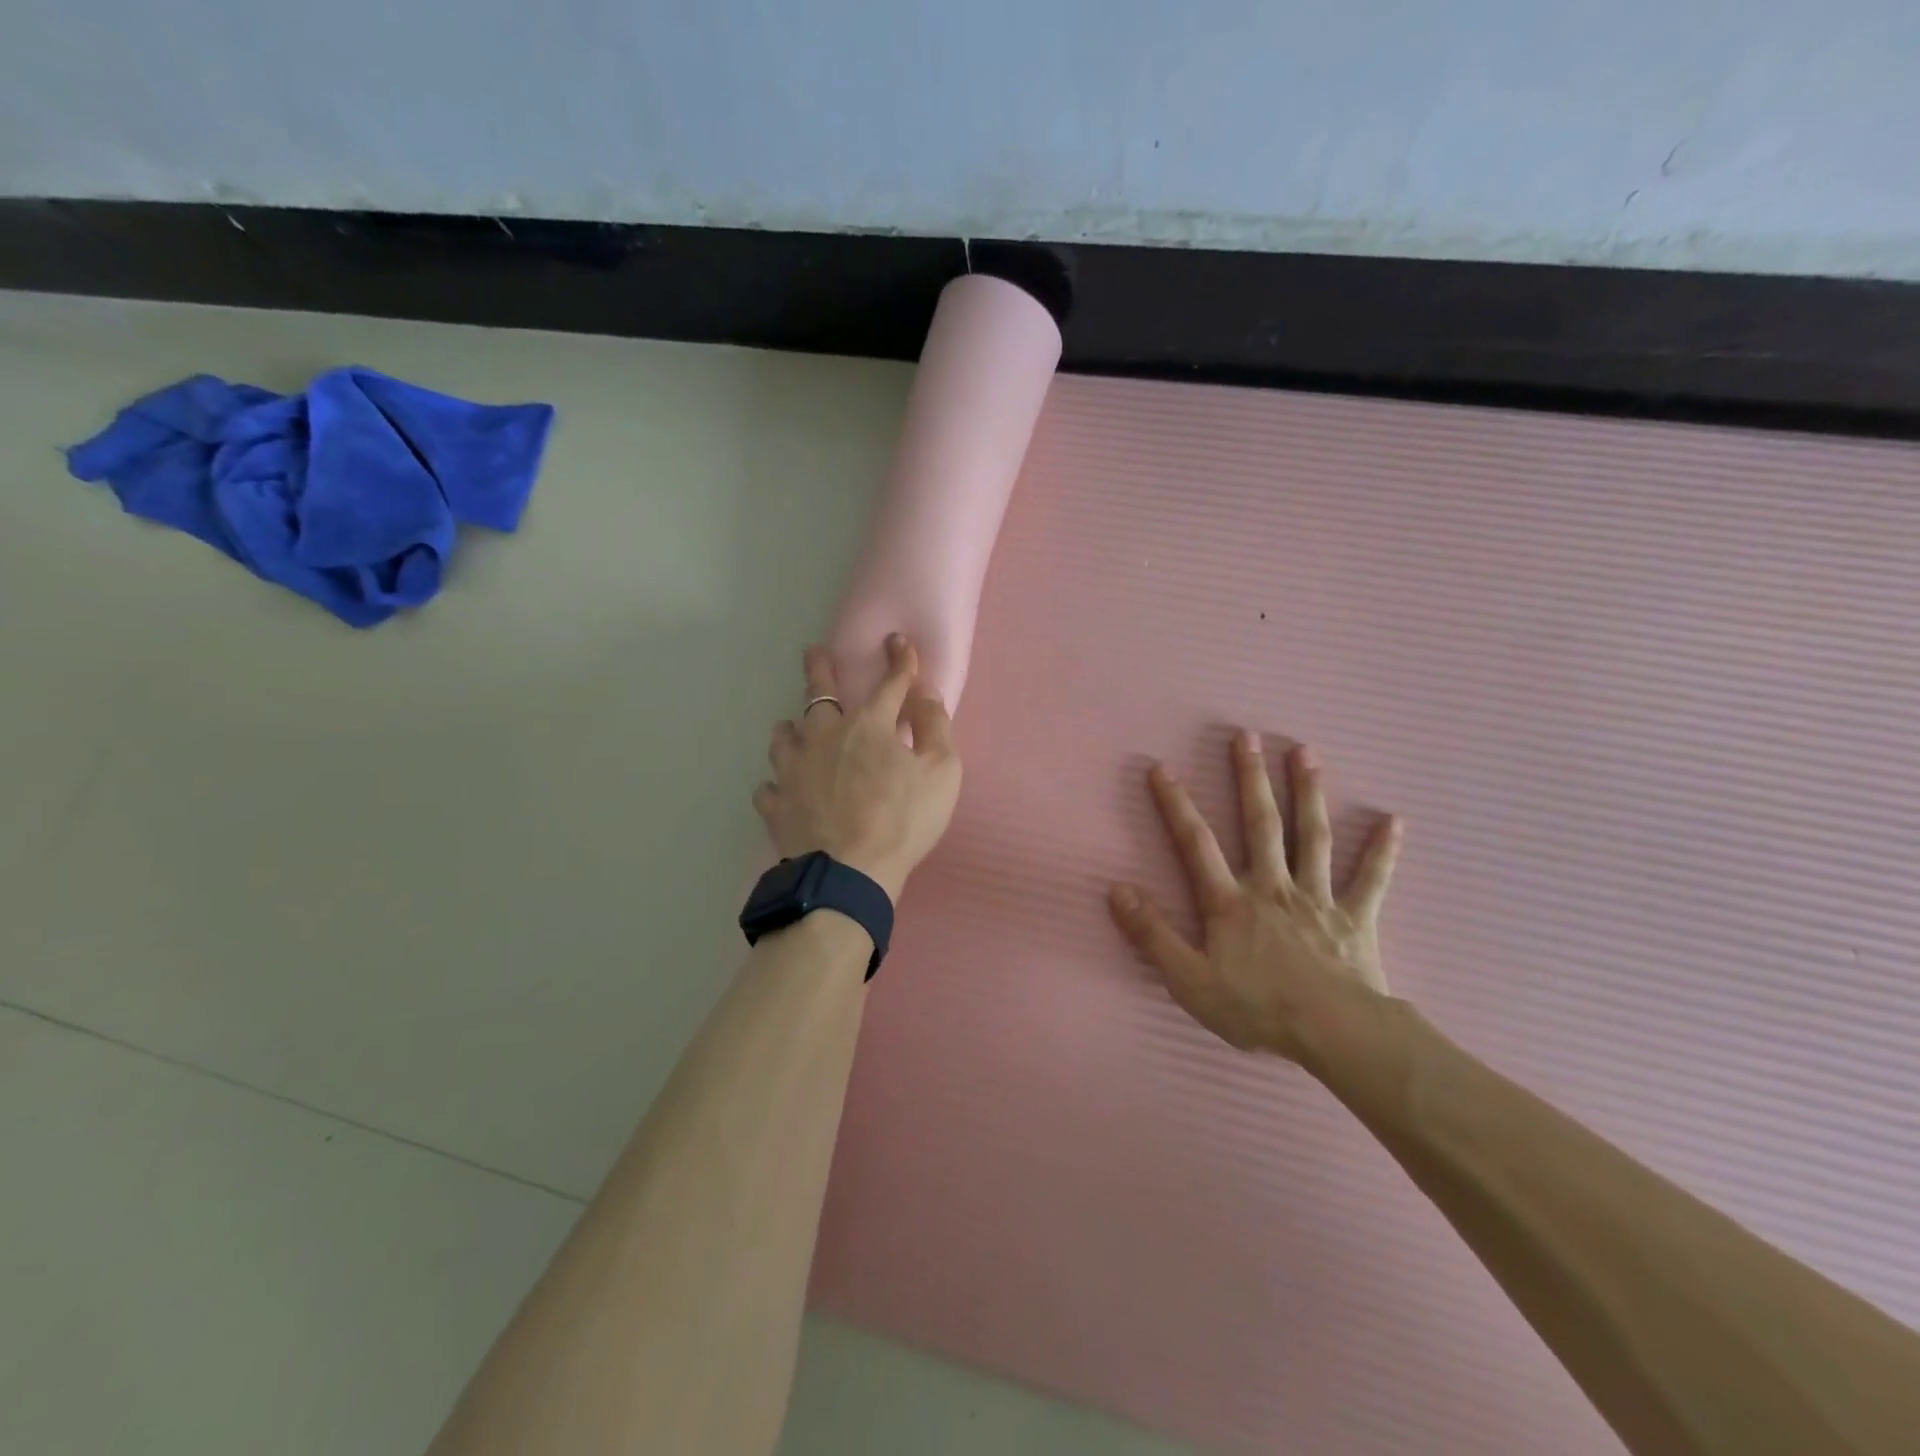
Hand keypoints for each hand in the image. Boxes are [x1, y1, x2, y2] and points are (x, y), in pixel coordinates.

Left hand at [755, 634, 962, 900]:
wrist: (850, 873)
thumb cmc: (903, 821)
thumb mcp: (942, 772)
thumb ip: (936, 728)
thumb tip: (925, 695)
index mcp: (869, 725)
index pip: (890, 683)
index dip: (899, 660)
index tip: (898, 641)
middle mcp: (824, 736)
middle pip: (819, 694)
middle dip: (819, 668)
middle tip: (813, 652)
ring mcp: (794, 769)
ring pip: (784, 736)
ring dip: (792, 728)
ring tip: (793, 728)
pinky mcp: (776, 804)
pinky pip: (770, 786)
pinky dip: (777, 784)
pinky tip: (782, 789)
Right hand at [1108, 732, 1402, 1067]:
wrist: (1334, 1034)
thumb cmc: (1257, 1007)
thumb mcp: (1188, 980)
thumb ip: (1152, 934)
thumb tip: (1117, 890)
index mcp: (1230, 902)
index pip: (1196, 843)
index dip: (1176, 804)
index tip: (1162, 767)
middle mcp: (1272, 886)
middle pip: (1260, 823)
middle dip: (1250, 778)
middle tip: (1247, 736)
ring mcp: (1317, 898)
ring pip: (1312, 837)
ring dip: (1308, 793)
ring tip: (1305, 753)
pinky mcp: (1355, 918)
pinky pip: (1371, 879)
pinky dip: (1381, 850)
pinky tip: (1393, 820)